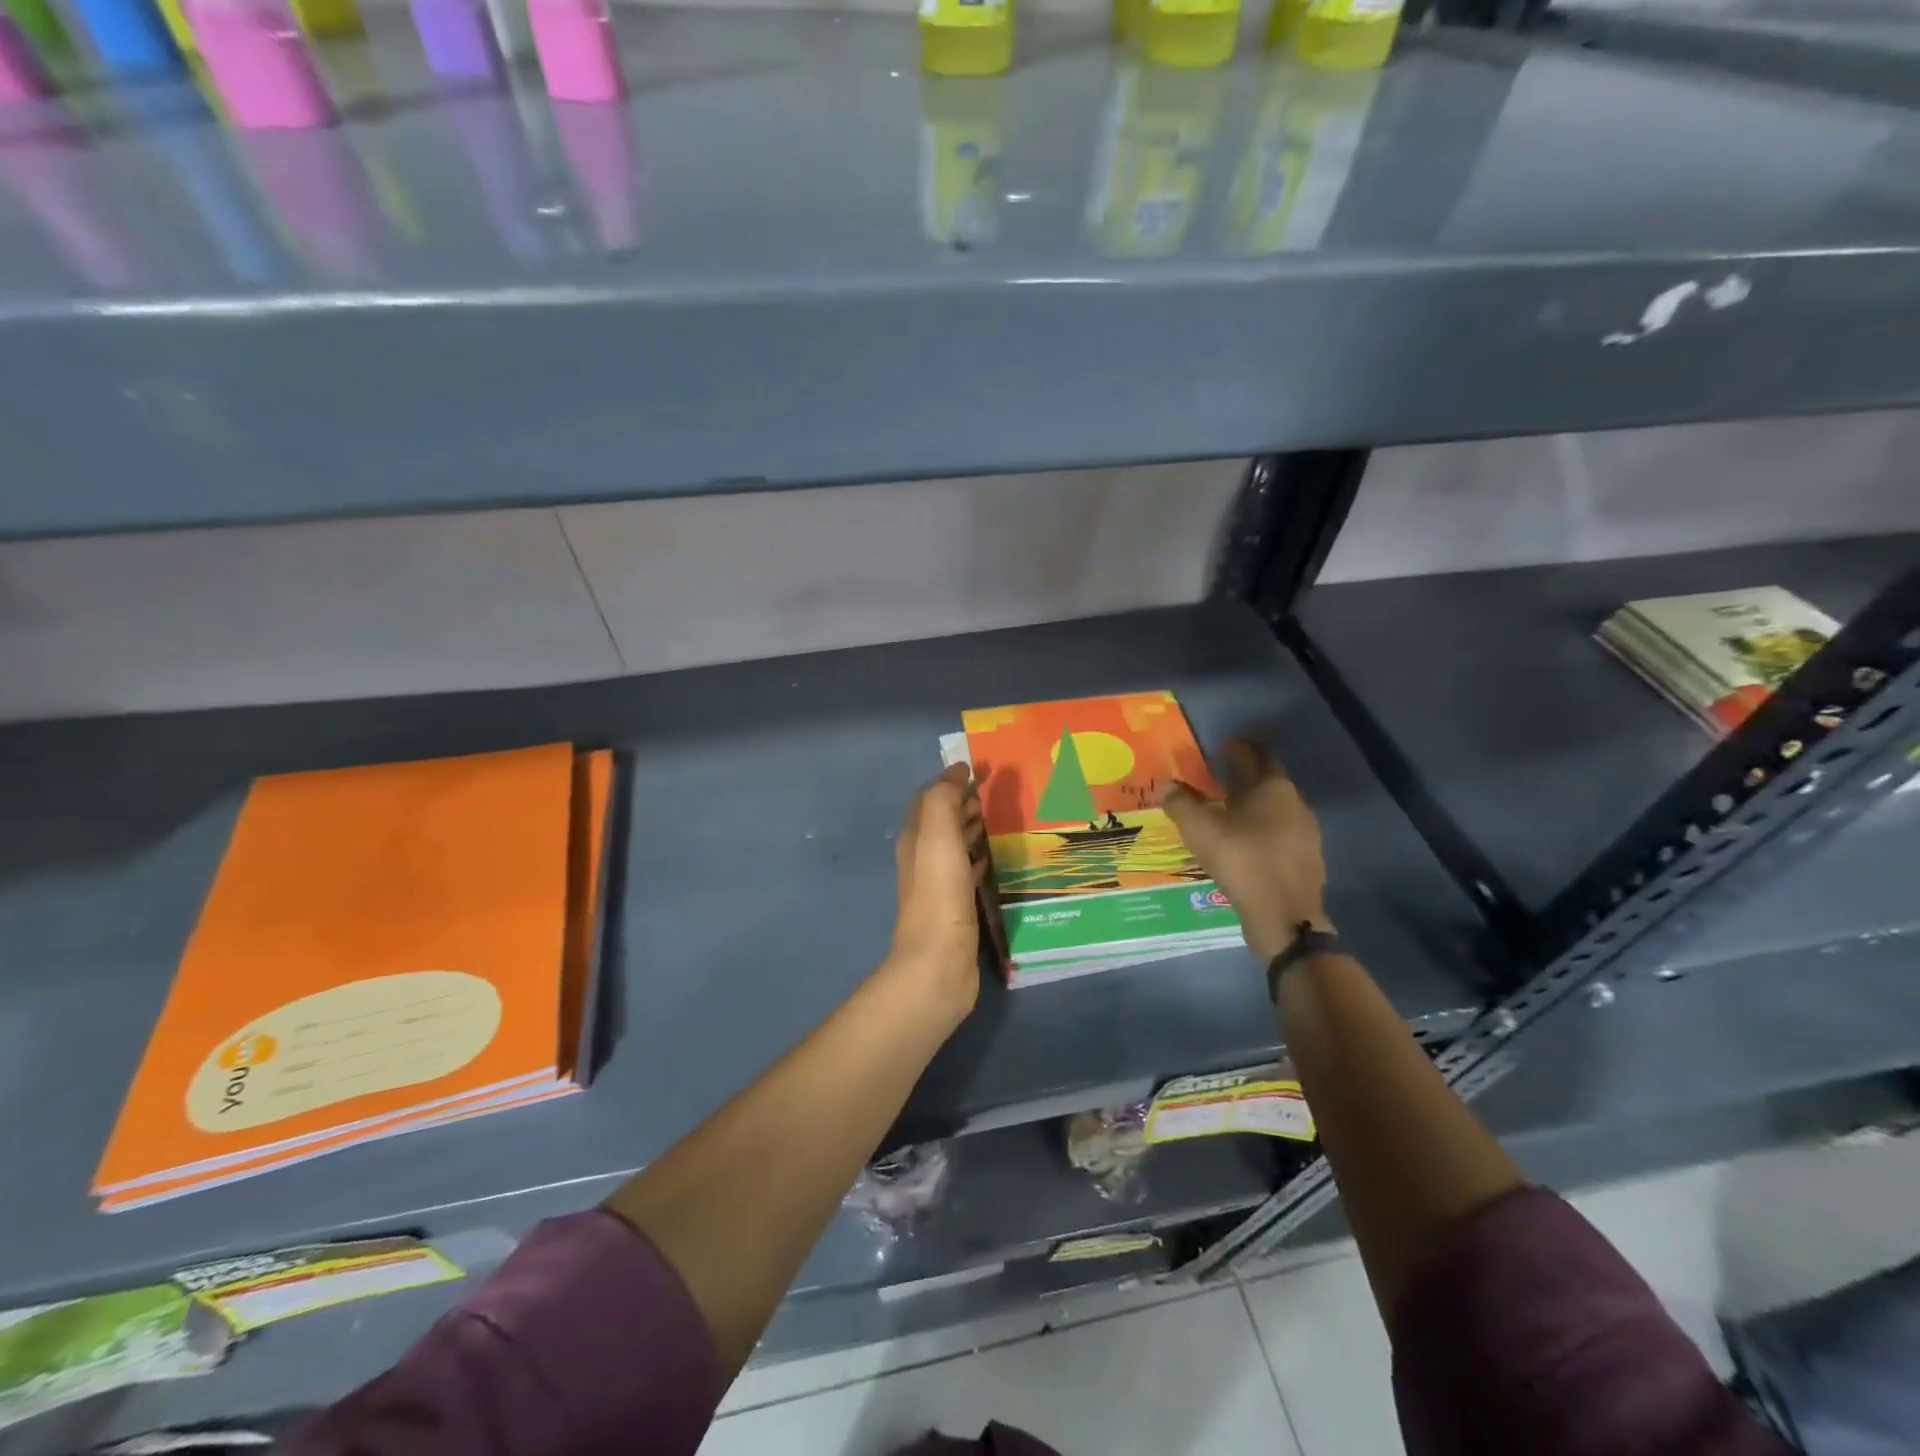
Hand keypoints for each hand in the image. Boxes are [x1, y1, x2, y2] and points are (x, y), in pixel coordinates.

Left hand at [887, 763, 985, 1017]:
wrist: (939, 962)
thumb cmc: (939, 894)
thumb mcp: (937, 836)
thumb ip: (943, 800)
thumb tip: (956, 770)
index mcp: (915, 838)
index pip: (929, 798)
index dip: (951, 781)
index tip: (983, 769)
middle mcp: (923, 857)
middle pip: (943, 820)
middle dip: (966, 803)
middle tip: (1000, 792)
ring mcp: (939, 884)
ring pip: (956, 845)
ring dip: (976, 829)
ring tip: (1006, 819)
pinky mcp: (957, 907)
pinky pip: (970, 871)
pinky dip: (982, 857)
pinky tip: (1001, 858)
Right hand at [1162, 739, 1331, 961]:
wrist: (1284, 918)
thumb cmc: (1242, 861)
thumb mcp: (1200, 829)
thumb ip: (1181, 803)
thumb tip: (1167, 786)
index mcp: (1273, 788)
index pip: (1256, 755)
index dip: (1239, 748)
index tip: (1223, 746)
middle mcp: (1296, 804)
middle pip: (1268, 782)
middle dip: (1245, 777)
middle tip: (1219, 779)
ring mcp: (1306, 834)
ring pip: (1276, 810)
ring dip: (1254, 807)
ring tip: (1228, 813)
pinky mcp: (1307, 862)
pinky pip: (1280, 836)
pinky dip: (1262, 833)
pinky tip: (1245, 845)